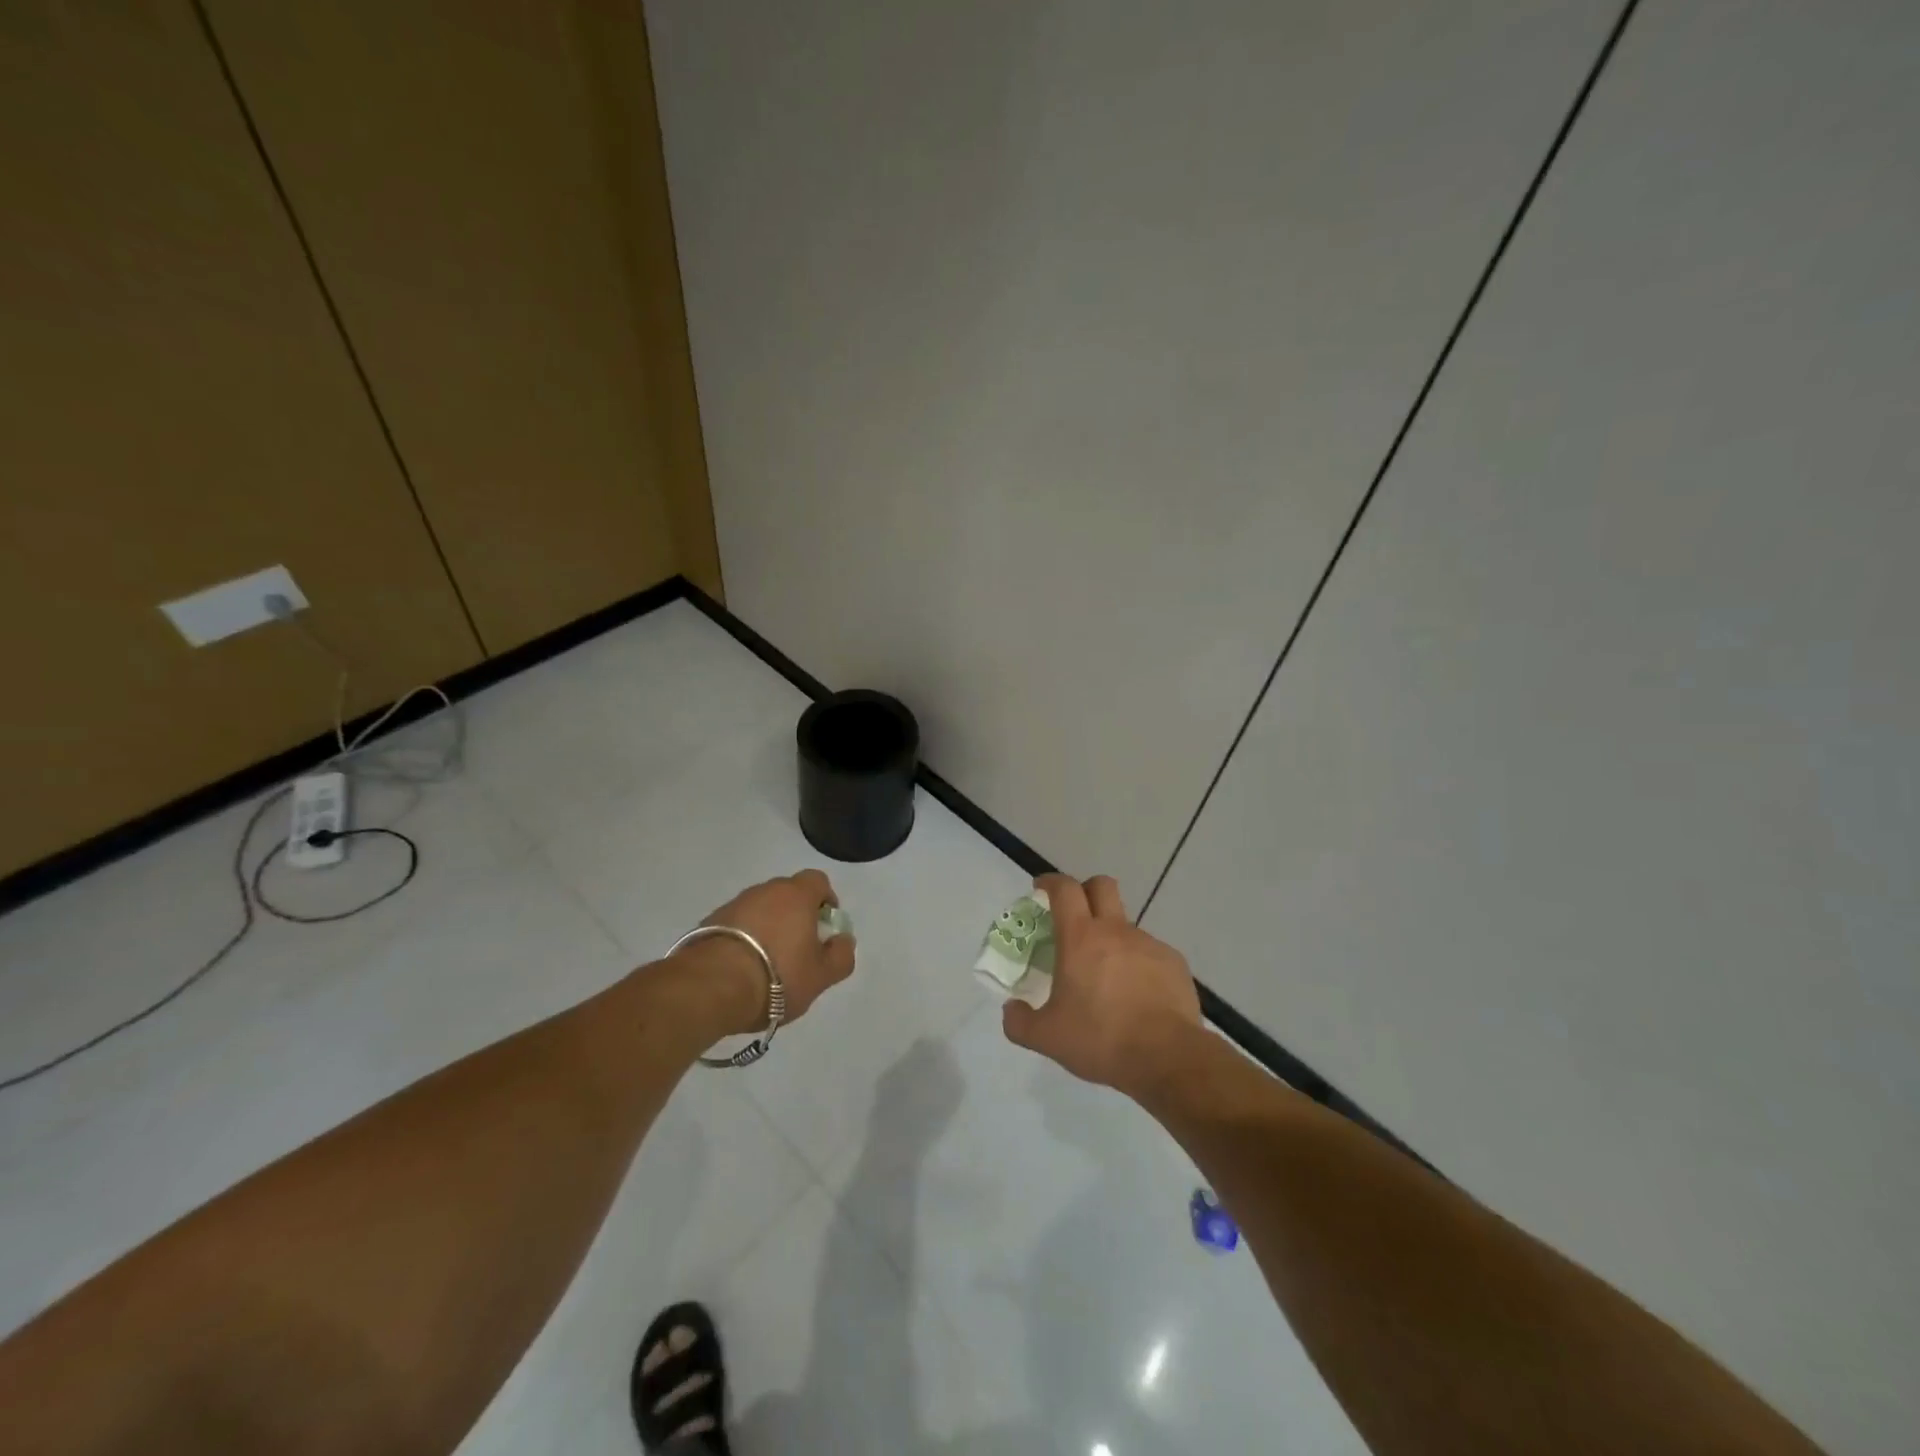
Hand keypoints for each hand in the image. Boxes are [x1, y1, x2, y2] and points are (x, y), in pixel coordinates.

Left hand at [686, 869, 856, 1033]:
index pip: (818, 881)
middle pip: (787, 894)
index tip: (824, 926)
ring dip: (767, 927)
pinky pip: (736, 924)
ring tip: (767, 963)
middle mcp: (765, 890)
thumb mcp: (821, 976)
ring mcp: (734, 904)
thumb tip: (843, 940)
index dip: (825, 900)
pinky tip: (742, 967)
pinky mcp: (709, 922)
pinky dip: (743, 938)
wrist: (710, 987)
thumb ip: (840, 956)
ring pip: (760, 909)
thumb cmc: (778, 977)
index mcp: (796, 895)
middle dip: (796, 915)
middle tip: (798, 948)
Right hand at [1001, 873, 1202, 1096]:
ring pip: (1126, 926)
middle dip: (1086, 890)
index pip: (1065, 890)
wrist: (1167, 1057)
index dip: (1051, 882)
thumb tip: (1011, 1009)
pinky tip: (1137, 996)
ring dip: (1113, 938)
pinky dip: (1138, 965)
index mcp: (1081, 938)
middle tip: (1076, 914)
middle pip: (1102, 886)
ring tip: (1107, 977)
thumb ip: (1020, 1022)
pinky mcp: (1173, 963)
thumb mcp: (1048, 1038)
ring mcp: (1148, 944)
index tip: (1042, 888)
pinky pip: (1150, 953)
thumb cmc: (1101, 1039)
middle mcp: (1116, 931)